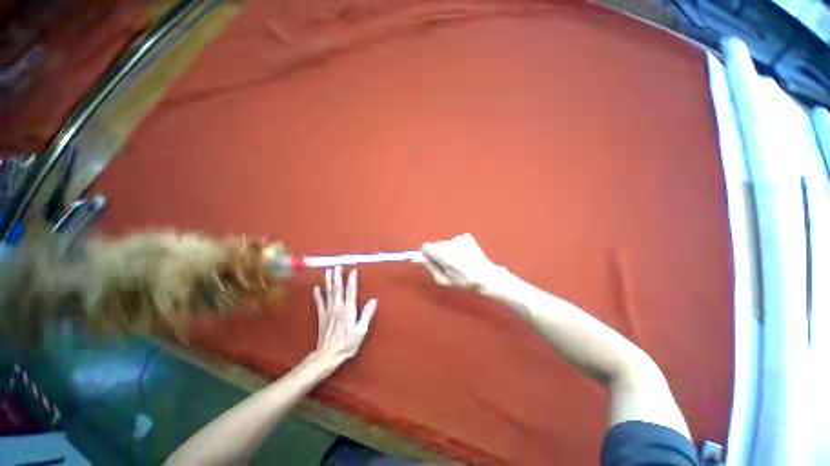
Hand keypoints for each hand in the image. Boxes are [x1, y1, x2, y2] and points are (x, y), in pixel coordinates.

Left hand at [313, 266, 377, 361]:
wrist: (328, 355)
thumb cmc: (347, 344)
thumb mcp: (361, 331)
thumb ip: (366, 315)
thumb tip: (373, 300)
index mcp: (348, 310)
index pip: (351, 291)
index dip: (352, 280)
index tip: (353, 270)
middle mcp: (338, 307)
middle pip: (337, 288)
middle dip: (337, 276)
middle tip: (337, 266)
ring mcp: (328, 311)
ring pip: (328, 292)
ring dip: (328, 281)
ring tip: (328, 271)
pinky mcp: (321, 317)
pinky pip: (319, 303)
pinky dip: (317, 295)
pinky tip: (316, 288)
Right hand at [420, 233, 501, 288]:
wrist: (486, 276)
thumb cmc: (464, 281)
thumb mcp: (443, 280)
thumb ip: (430, 268)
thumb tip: (421, 258)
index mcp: (443, 255)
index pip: (426, 247)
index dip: (426, 253)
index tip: (430, 259)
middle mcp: (450, 244)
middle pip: (436, 244)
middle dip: (438, 252)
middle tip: (447, 264)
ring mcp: (459, 239)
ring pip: (446, 242)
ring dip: (448, 249)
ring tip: (458, 260)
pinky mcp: (467, 237)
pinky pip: (456, 240)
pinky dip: (458, 246)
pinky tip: (465, 255)